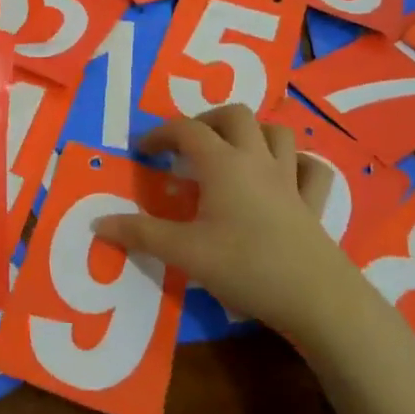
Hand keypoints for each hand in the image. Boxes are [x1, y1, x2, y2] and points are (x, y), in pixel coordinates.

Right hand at [90, 104, 393, 355]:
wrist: (316, 298)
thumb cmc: (245, 266)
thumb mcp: (184, 252)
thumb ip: (140, 234)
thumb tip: (98, 222)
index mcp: (223, 164)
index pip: (187, 130)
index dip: (160, 133)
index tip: (142, 150)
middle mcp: (257, 160)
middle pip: (235, 115)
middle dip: (207, 120)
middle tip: (188, 144)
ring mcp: (290, 179)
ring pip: (277, 132)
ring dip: (253, 132)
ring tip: (232, 151)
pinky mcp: (313, 204)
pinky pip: (311, 169)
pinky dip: (296, 163)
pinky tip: (284, 177)